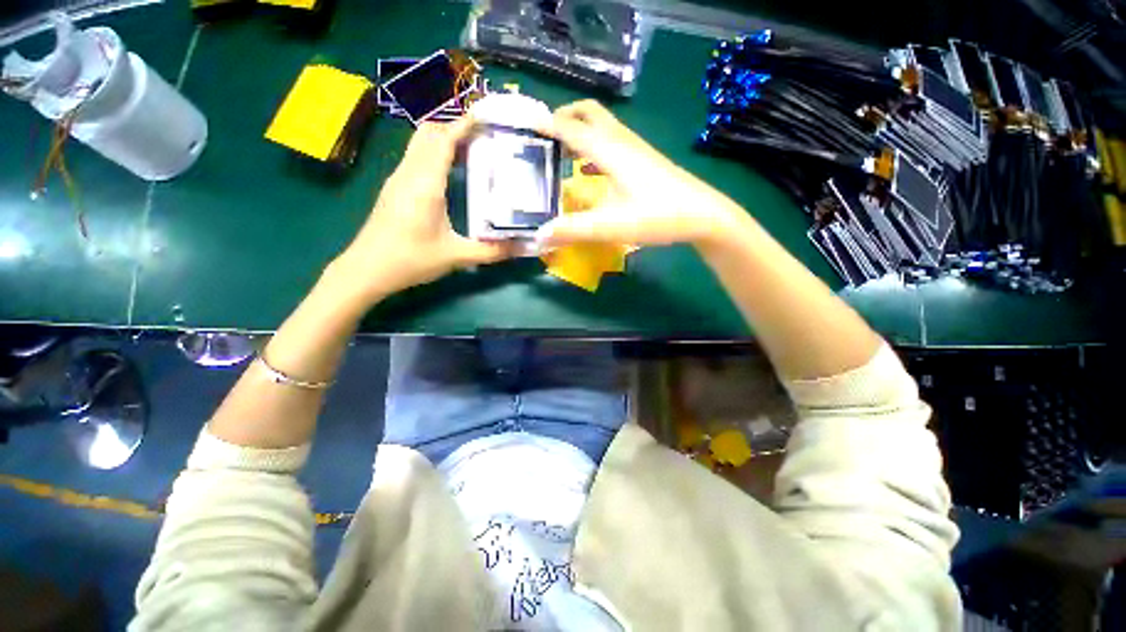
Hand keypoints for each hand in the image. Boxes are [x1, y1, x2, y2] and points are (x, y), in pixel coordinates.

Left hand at [327, 117, 509, 306]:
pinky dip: (435, 154)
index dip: (465, 125)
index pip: (444, 140)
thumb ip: (491, 251)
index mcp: (425, 183)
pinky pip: (416, 158)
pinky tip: (451, 174)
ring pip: (420, 143)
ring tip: (473, 152)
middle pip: (429, 133)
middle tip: (484, 139)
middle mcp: (409, 173)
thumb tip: (522, 247)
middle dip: (456, 128)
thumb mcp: (456, 257)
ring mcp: (398, 179)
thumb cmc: (410, 260)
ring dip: (444, 140)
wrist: (366, 269)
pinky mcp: (394, 188)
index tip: (488, 119)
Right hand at [535, 100, 748, 248]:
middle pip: (589, 114)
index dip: (545, 124)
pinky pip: (613, 144)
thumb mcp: (612, 226)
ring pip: (602, 128)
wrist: (704, 216)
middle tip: (543, 136)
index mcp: (610, 151)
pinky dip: (594, 149)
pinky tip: (589, 171)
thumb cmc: (658, 216)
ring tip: (560, 152)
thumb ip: (573, 230)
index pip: (570, 127)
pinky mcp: (645, 162)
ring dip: (579, 132)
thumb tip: (539, 236)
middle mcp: (622, 142)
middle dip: (564, 117)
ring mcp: (636, 150)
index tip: (522, 124)